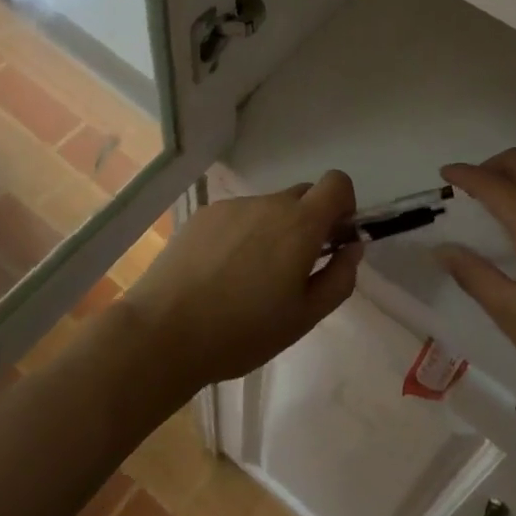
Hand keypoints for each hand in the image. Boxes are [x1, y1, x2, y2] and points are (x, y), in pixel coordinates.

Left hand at [119, 172, 361, 389]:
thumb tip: (352, 247)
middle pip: (302, 196)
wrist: (162, 333)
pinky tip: (219, 274)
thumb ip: (339, 278)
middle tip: (294, 268)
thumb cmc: (242, 332)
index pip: (337, 182)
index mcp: (300, 224)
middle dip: (308, 222)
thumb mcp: (304, 317)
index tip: (333, 238)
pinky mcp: (203, 215)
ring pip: (268, 209)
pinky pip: (237, 217)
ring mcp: (233, 206)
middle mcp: (269, 203)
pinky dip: (241, 236)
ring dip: (272, 231)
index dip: (343, 205)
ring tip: (248, 279)